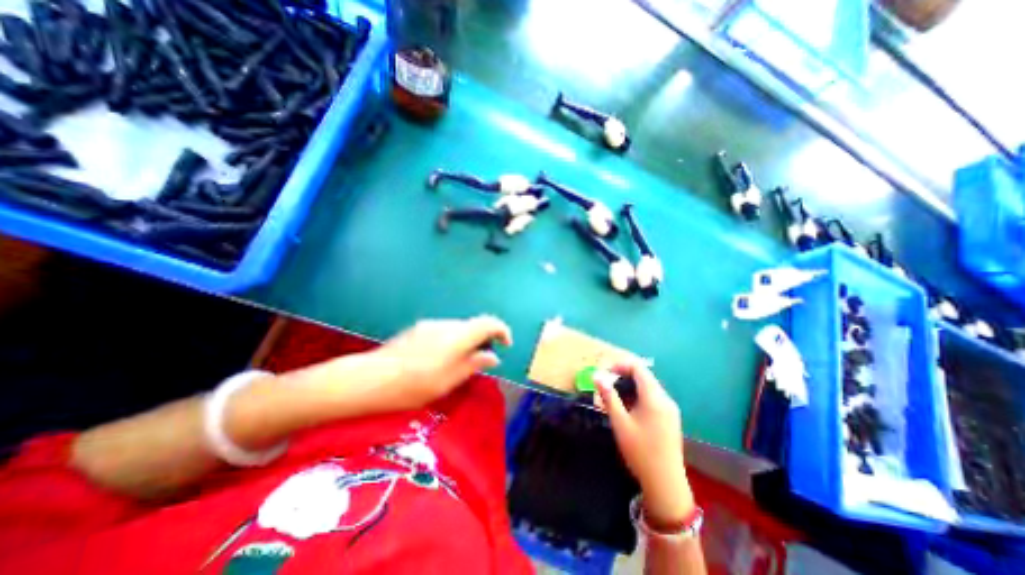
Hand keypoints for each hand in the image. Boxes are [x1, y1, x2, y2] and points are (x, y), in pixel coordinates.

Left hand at [367, 313, 512, 413]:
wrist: (369, 379)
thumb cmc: (413, 386)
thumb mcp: (449, 381)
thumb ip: (474, 364)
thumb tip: (493, 357)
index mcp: (457, 336)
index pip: (488, 322)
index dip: (502, 330)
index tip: (505, 345)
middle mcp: (446, 324)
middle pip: (473, 325)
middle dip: (483, 339)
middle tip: (480, 361)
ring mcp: (430, 324)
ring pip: (458, 328)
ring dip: (467, 341)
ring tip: (458, 364)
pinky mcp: (418, 329)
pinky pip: (444, 331)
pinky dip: (452, 341)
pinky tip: (438, 360)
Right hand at [593, 359, 695, 529]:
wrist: (666, 484)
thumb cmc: (640, 451)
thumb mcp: (620, 422)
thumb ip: (608, 396)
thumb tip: (596, 375)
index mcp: (655, 397)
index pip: (638, 368)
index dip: (620, 365)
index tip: (605, 373)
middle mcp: (665, 399)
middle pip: (644, 377)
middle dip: (623, 377)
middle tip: (606, 388)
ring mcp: (670, 409)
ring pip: (648, 388)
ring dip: (630, 388)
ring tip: (613, 400)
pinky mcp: (670, 419)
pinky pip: (653, 399)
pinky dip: (638, 398)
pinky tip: (627, 411)